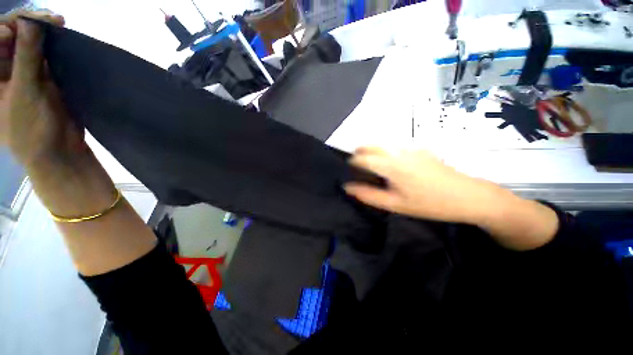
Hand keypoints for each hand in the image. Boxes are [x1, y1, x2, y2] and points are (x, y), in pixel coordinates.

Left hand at [0, 10, 82, 166]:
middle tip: (50, 18)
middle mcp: (2, 68)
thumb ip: (25, 57)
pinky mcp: (40, 74)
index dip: (7, 26)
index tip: (25, 25)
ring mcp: (21, 70)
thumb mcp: (25, 93)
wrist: (58, 150)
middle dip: (28, 22)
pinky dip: (51, 41)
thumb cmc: (32, 129)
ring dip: (41, 29)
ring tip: (57, 23)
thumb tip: (30, 22)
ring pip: (28, 39)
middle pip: (10, 34)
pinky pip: (42, 50)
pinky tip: (59, 34)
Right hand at [344, 147, 491, 222]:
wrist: (468, 196)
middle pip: (371, 145)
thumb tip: (348, 187)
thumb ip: (368, 195)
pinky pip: (395, 146)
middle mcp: (398, 151)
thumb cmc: (429, 204)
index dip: (353, 162)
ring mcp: (411, 148)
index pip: (363, 157)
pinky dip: (385, 152)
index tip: (350, 170)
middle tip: (359, 167)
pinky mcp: (420, 149)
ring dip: (372, 151)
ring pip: (382, 144)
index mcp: (391, 165)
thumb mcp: (395, 204)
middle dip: (360, 153)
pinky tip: (393, 166)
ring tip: (373, 167)